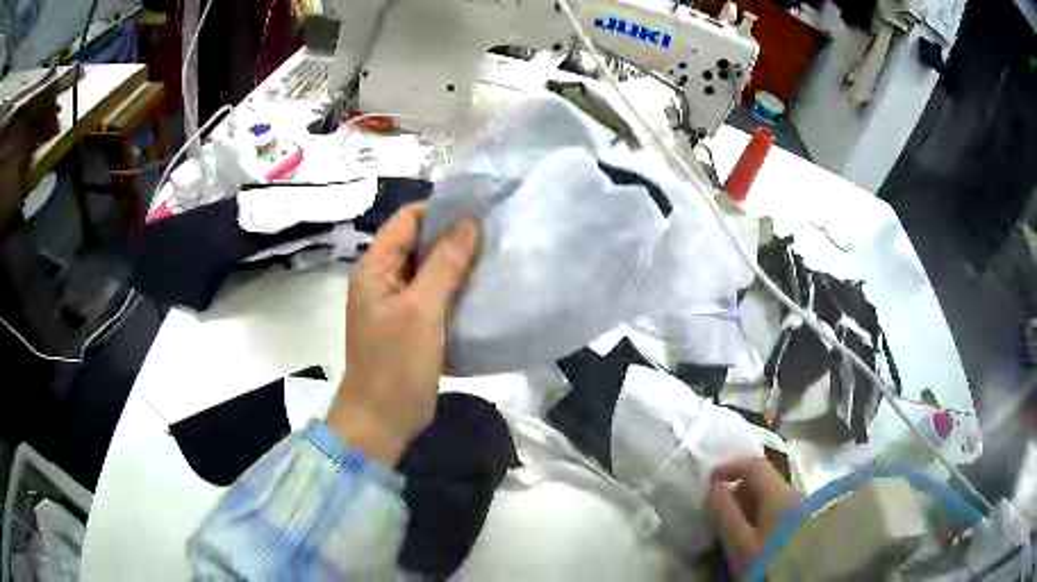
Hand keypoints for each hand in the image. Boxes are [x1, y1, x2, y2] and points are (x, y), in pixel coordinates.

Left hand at [325, 204, 478, 465]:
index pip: (406, 221)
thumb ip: (444, 264)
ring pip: (429, 269)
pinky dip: (456, 287)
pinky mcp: (411, 325)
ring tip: (494, 254)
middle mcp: (383, 280)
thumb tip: (469, 222)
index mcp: (375, 269)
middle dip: (452, 234)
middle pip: (417, 242)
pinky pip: (434, 295)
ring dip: (457, 261)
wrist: (382, 420)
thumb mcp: (421, 311)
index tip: (478, 208)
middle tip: (493, 231)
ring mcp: (397, 304)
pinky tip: (483, 287)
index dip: (439, 209)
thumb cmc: (396, 365)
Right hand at [708, 457, 797, 578]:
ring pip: (767, 494)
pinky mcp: (795, 523)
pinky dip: (755, 512)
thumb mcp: (739, 543)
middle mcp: (791, 495)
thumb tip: (714, 487)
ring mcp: (795, 509)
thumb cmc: (764, 560)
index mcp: (779, 495)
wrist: (792, 579)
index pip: (756, 466)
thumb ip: (725, 513)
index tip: (710, 478)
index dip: (731, 465)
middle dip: (736, 487)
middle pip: (762, 479)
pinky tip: (746, 533)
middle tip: (716, 508)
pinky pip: (772, 507)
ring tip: (728, 524)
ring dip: (745, 502)